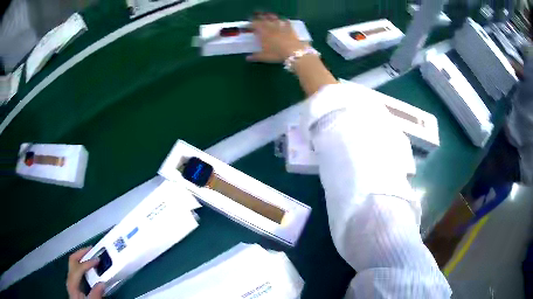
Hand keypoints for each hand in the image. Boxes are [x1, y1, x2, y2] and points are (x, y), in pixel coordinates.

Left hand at [66, 247, 104, 298]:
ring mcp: (71, 280)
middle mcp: (69, 278)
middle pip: (72, 260)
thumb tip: (102, 283)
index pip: (78, 267)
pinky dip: (82, 263)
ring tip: (90, 254)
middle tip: (91, 249)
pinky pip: (76, 268)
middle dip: (81, 253)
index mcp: (72, 283)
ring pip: (73, 262)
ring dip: (81, 256)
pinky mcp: (74, 282)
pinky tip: (88, 265)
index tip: (98, 260)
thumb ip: (95, 294)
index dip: (88, 263)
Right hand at [246, 12, 306, 62]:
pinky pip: (286, 21)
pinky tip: (283, 19)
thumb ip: (255, 56)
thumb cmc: (276, 54)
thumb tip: (247, 58)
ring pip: (274, 18)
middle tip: (256, 16)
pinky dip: (283, 20)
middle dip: (259, 17)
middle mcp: (271, 27)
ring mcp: (281, 26)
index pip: (254, 25)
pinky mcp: (290, 28)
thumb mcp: (264, 57)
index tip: (248, 25)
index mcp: (263, 33)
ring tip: (267, 15)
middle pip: (263, 19)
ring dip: (269, 16)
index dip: (250, 24)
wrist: (293, 53)